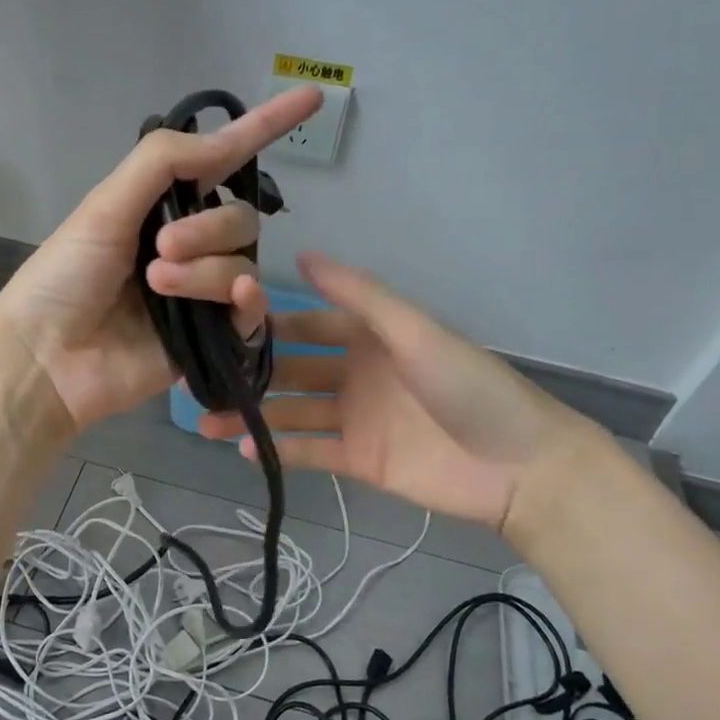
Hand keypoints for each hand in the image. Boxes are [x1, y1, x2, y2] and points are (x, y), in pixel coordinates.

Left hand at [0, 85, 322, 432]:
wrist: (46, 358)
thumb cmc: (63, 278)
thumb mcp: (105, 207)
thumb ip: (162, 164)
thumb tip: (223, 139)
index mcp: (160, 208)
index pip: (222, 161)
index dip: (263, 128)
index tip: (311, 95)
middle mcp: (188, 245)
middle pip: (239, 219)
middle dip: (207, 228)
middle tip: (160, 249)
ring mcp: (200, 292)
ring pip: (243, 264)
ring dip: (205, 270)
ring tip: (157, 285)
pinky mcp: (210, 338)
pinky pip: (252, 311)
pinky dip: (249, 300)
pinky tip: (236, 299)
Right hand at [200, 252, 599, 532]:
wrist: (521, 466)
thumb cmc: (468, 386)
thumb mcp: (414, 331)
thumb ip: (359, 296)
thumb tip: (303, 254)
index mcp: (370, 337)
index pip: (307, 324)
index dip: (268, 323)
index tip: (221, 322)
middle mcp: (357, 373)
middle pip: (293, 370)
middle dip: (250, 373)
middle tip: (199, 377)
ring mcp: (356, 419)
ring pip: (293, 413)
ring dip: (254, 415)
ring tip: (207, 420)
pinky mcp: (360, 460)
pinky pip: (311, 452)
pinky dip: (280, 450)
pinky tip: (244, 450)